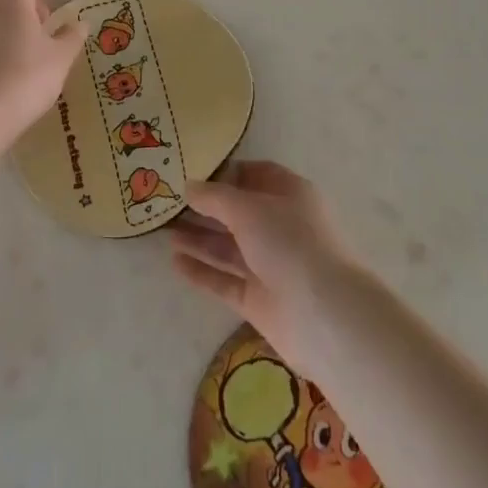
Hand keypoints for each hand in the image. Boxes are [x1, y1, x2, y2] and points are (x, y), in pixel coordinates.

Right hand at [169, 161, 366, 372]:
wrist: (322, 314)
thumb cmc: (288, 243)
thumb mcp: (248, 208)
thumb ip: (214, 197)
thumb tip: (189, 186)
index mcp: (289, 195)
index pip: (256, 175)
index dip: (226, 173)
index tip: (192, 173)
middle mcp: (281, 227)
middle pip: (238, 213)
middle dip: (205, 208)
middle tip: (168, 204)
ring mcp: (271, 265)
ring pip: (229, 247)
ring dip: (199, 238)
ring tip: (164, 231)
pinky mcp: (259, 299)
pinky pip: (225, 280)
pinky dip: (202, 271)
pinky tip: (175, 262)